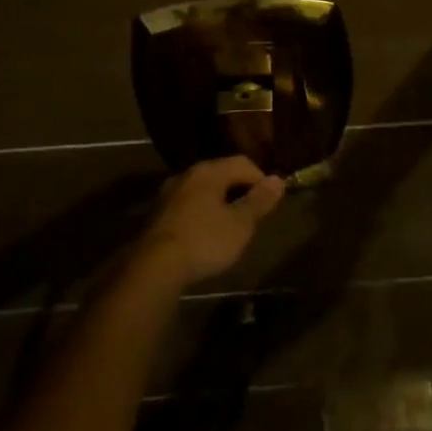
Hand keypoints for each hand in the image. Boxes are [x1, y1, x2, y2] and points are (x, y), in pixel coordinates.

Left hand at [135, 156, 284, 288]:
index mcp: (208, 171)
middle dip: (240, 191)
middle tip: (253, 215)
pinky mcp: (158, 215)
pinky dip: (202, 214)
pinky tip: (206, 235)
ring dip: (220, 203)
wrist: (153, 267)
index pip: (243, 163)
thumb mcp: (240, 224)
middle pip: (221, 174)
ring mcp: (169, 194)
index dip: (261, 179)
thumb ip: (259, 201)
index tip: (270, 203)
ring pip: (203, 191)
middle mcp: (187, 175)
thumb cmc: (204, 241)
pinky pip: (189, 206)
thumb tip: (278, 179)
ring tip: (231, 226)